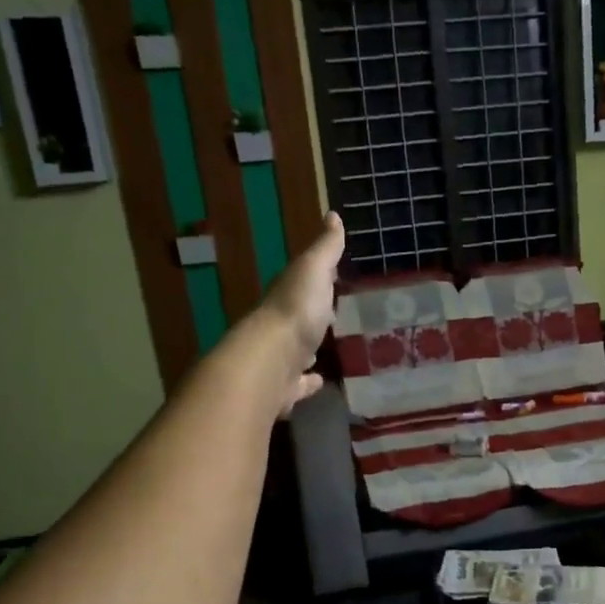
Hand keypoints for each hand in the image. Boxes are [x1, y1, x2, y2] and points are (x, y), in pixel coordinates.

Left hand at [261, 211, 345, 415]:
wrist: (271, 361)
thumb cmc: (296, 310)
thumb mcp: (314, 270)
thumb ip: (325, 248)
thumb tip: (332, 214)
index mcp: (287, 297)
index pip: (303, 285)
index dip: (318, 281)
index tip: (333, 279)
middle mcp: (280, 327)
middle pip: (297, 319)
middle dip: (312, 318)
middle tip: (332, 318)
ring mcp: (281, 360)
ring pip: (296, 353)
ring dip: (308, 351)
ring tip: (325, 353)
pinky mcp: (285, 388)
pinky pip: (298, 384)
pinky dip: (308, 383)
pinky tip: (319, 383)